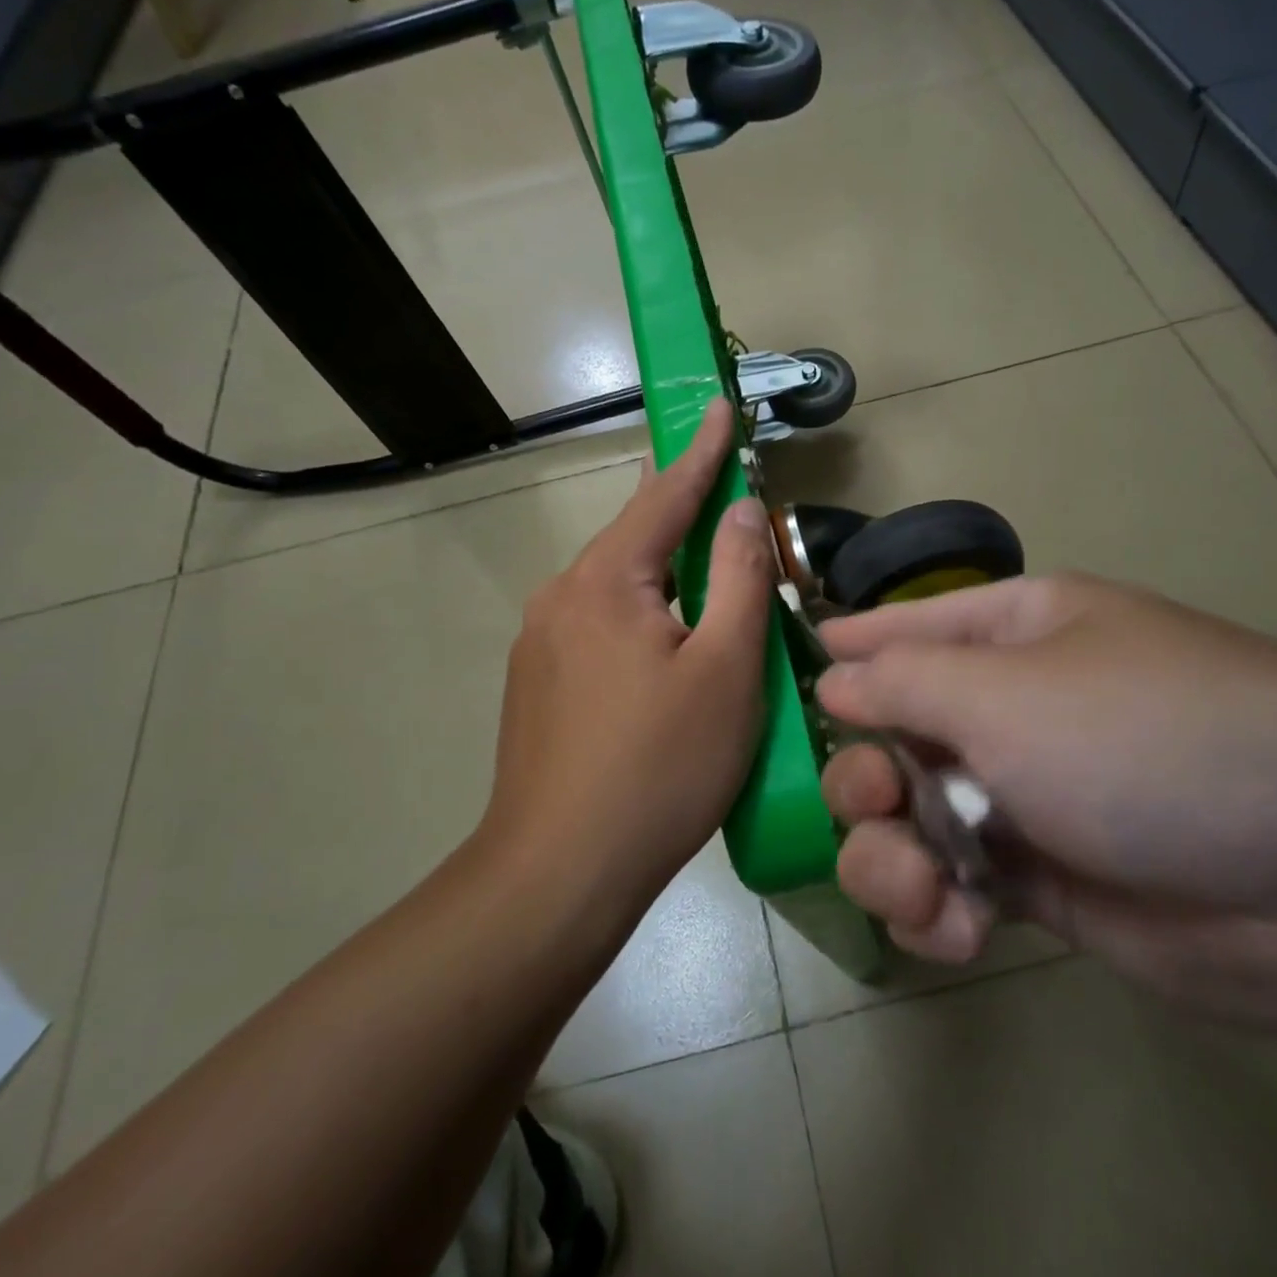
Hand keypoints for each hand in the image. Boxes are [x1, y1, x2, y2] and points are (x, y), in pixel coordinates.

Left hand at [482, 399, 774, 906]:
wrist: (559, 872)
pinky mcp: (536, 684)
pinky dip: (640, 612)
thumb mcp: (724, 668)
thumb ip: (738, 578)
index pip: (663, 496)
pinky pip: (598, 623)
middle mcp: (559, 597)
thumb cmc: (659, 766)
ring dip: (662, 570)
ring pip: (616, 585)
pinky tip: (662, 642)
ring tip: (703, 568)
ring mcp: (539, 643)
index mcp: (604, 582)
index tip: (716, 404)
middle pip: (633, 538)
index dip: (699, 451)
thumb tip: (740, 510)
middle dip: (679, 510)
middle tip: (721, 488)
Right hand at [817, 574, 1276, 1059]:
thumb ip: (902, 683)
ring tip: (925, 895)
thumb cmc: (1145, 739)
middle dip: (864, 777)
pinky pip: (950, 887)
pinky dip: (938, 911)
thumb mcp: (1008, 694)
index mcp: (1011, 635)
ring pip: (909, 820)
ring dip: (892, 860)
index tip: (781, 682)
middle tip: (875, 806)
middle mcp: (1011, 708)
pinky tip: (959, 932)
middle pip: (890, 736)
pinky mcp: (1041, 882)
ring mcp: (1024, 797)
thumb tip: (833, 676)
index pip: (900, 629)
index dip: (839, 651)